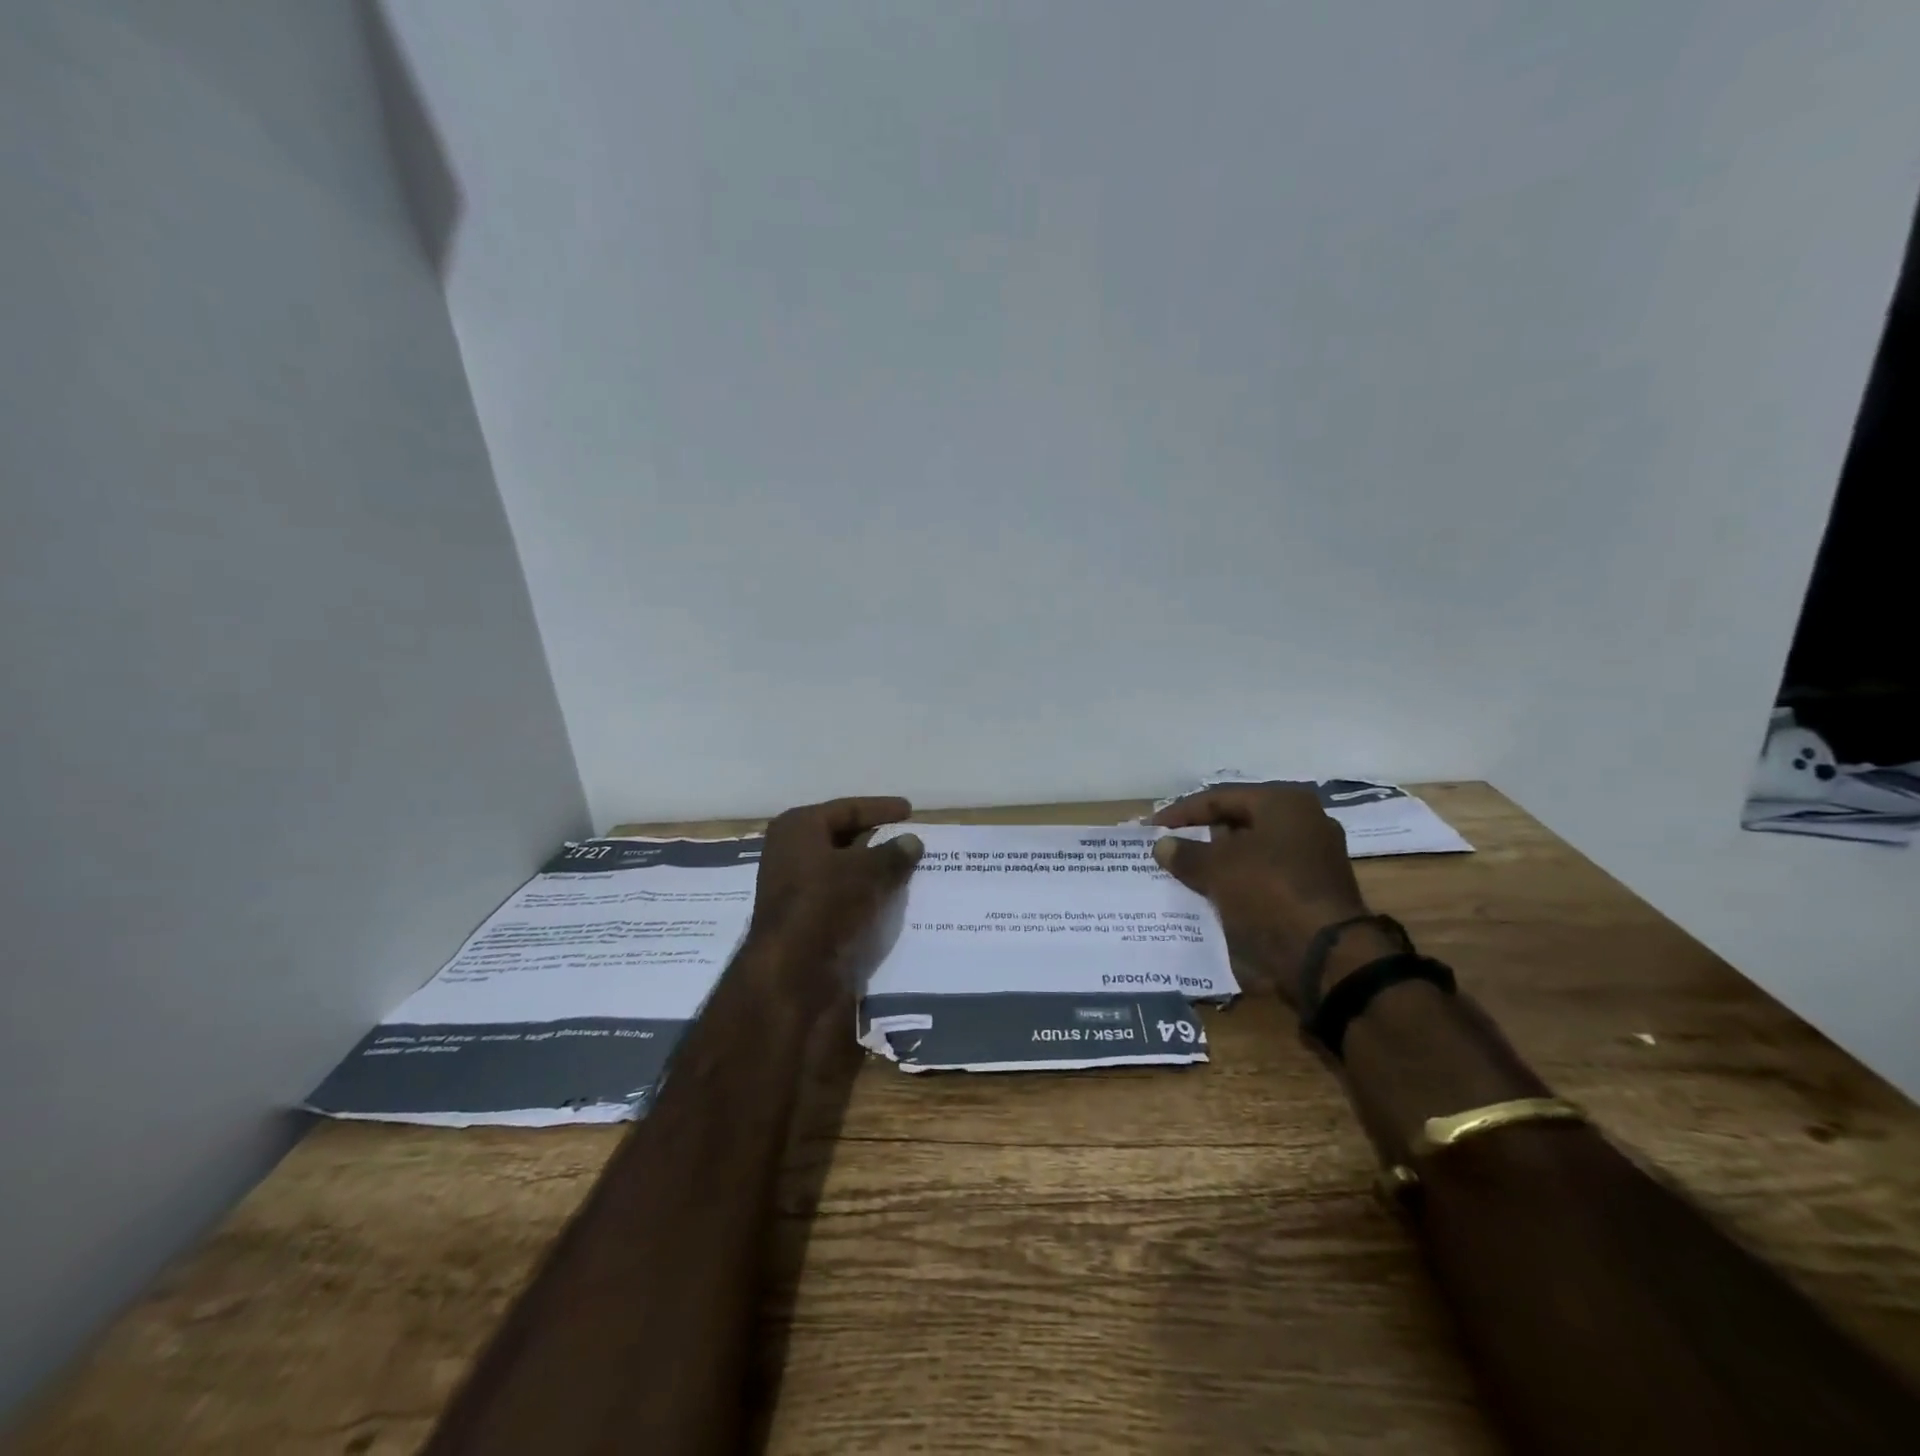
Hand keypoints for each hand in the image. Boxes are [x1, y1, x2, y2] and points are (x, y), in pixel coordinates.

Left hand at [746, 797, 924, 990]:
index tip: (909, 811)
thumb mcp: (867, 871)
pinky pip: (842, 898)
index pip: (847, 809)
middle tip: (910, 840)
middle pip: (842, 838)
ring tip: (908, 870)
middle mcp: (790, 853)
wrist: (791, 974)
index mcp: (798, 828)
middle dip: (877, 840)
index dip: (880, 808)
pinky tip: (891, 900)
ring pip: (843, 870)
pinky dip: (865, 896)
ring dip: (873, 871)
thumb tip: (912, 841)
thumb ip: (893, 853)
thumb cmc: (825, 904)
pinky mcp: (805, 920)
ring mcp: (795, 889)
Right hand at [1152, 784, 1386, 1004]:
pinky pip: (1264, 876)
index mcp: (1284, 803)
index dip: (1181, 812)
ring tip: (1184, 872)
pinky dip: (1238, 881)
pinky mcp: (1314, 890)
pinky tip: (1213, 893)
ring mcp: (1313, 857)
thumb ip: (1186, 854)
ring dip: (1218, 861)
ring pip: (1251, 851)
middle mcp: (1304, 822)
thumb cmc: (1269, 892)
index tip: (1152, 827)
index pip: (1220, 798)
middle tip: (1169, 847)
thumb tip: (1162, 846)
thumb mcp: (1217, 869)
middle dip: (1201, 836)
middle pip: (1239, 822)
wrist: (1326, 955)